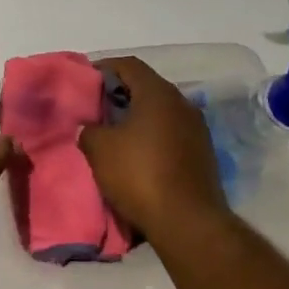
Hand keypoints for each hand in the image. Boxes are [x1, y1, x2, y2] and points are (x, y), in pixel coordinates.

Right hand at [79, 57, 230, 244]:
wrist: (188, 222)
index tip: (85, 81)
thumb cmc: (140, 175)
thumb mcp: (99, 149)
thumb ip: (89, 130)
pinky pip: (171, 134)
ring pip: (160, 112)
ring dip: (137, 118)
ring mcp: (197, 129)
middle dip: (120, 94)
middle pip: (147, 87)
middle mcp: (182, 104)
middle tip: (96, 108)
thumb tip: (91, 127)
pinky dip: (152, 137)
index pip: (129, 65)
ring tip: (113, 133)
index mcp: (158, 93)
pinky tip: (136, 155)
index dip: (104, 68)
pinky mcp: (203, 154)